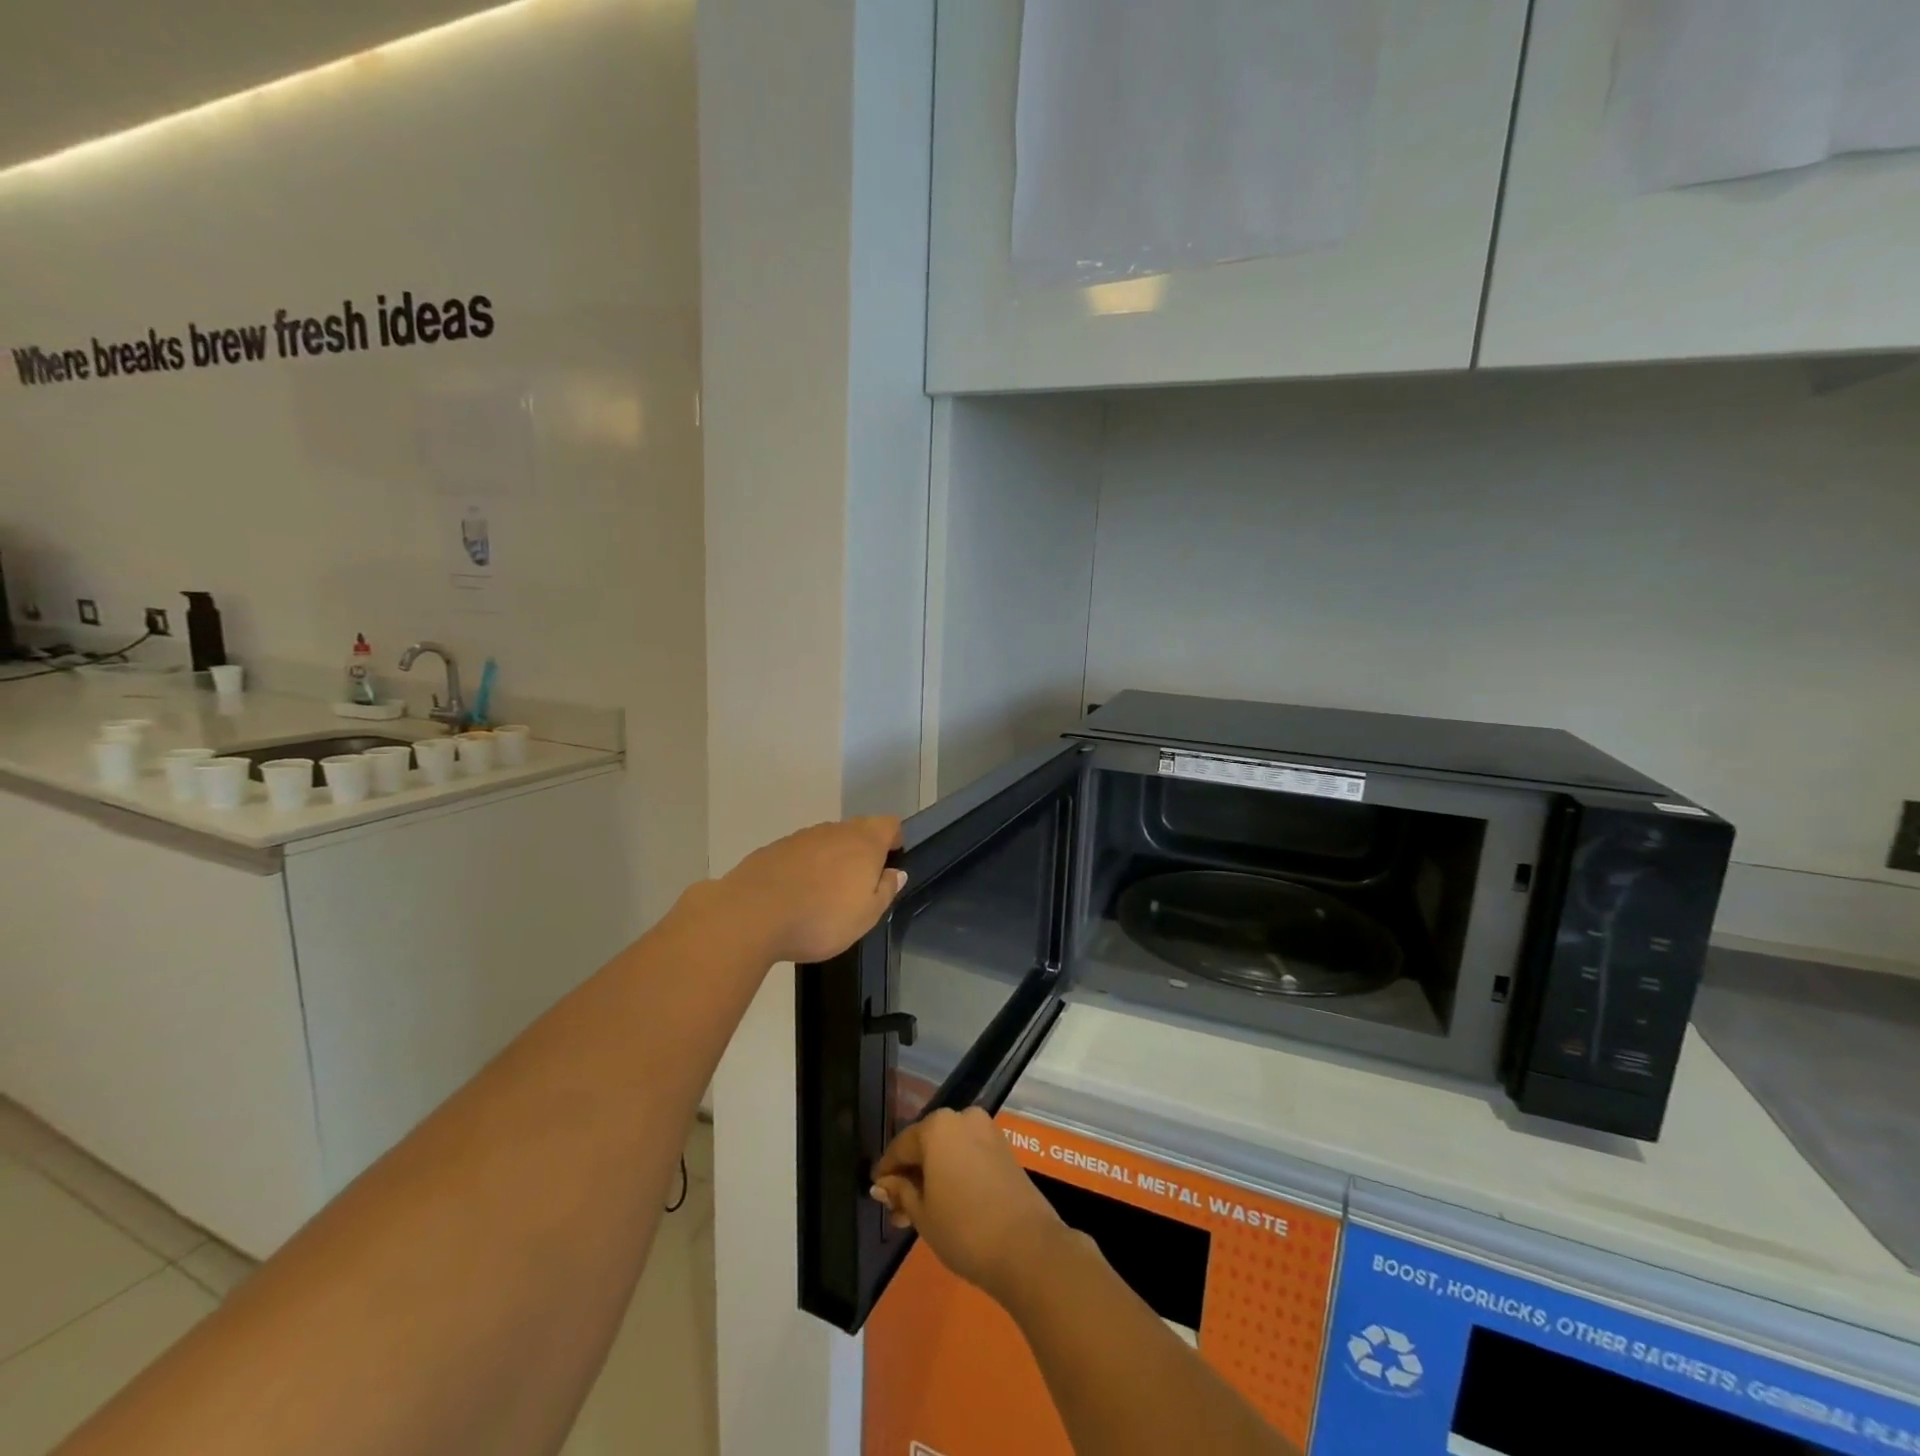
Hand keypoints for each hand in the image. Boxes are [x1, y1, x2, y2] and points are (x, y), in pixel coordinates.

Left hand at [716, 816, 905, 964]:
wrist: (751, 914)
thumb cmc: (820, 919)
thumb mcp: (866, 916)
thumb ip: (885, 890)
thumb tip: (896, 872)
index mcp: (864, 843)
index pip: (888, 824)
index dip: (894, 838)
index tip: (891, 859)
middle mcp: (835, 831)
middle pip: (858, 829)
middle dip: (863, 849)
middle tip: (859, 883)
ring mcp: (802, 837)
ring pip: (827, 840)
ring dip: (832, 858)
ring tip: (825, 892)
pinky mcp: (774, 848)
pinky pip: (800, 852)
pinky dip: (805, 866)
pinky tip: (796, 894)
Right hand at [871, 1108, 1073, 1306]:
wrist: (1027, 1247)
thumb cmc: (964, 1229)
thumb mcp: (922, 1214)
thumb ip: (900, 1192)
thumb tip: (882, 1184)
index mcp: (937, 1126)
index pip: (901, 1145)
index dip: (887, 1170)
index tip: (877, 1191)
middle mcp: (962, 1118)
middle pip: (926, 1145)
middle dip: (910, 1176)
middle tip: (897, 1211)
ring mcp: (986, 1131)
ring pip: (948, 1150)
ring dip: (932, 1176)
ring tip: (918, 1214)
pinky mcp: (1003, 1148)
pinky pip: (968, 1154)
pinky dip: (953, 1172)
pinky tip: (945, 1203)